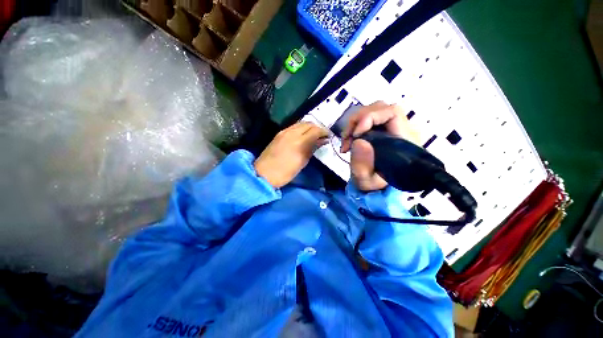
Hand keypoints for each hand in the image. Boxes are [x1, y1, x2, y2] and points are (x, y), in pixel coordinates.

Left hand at [255, 122, 327, 187]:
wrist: (264, 173)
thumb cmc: (285, 172)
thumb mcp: (302, 162)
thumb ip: (312, 148)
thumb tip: (322, 141)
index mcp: (299, 141)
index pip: (315, 130)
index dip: (324, 132)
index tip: (328, 136)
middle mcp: (291, 132)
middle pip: (308, 124)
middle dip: (317, 128)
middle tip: (322, 136)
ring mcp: (284, 131)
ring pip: (300, 123)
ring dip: (309, 127)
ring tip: (313, 135)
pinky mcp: (279, 133)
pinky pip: (293, 126)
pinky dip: (301, 128)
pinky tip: (303, 135)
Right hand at [340, 101, 419, 190]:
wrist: (375, 186)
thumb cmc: (374, 184)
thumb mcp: (366, 181)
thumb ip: (363, 165)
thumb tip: (359, 141)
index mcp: (404, 140)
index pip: (392, 113)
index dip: (370, 118)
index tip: (356, 135)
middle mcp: (399, 130)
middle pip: (380, 108)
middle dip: (358, 120)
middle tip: (347, 138)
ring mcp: (389, 128)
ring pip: (371, 111)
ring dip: (354, 124)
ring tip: (346, 141)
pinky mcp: (380, 130)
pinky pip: (366, 119)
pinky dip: (353, 127)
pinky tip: (348, 141)